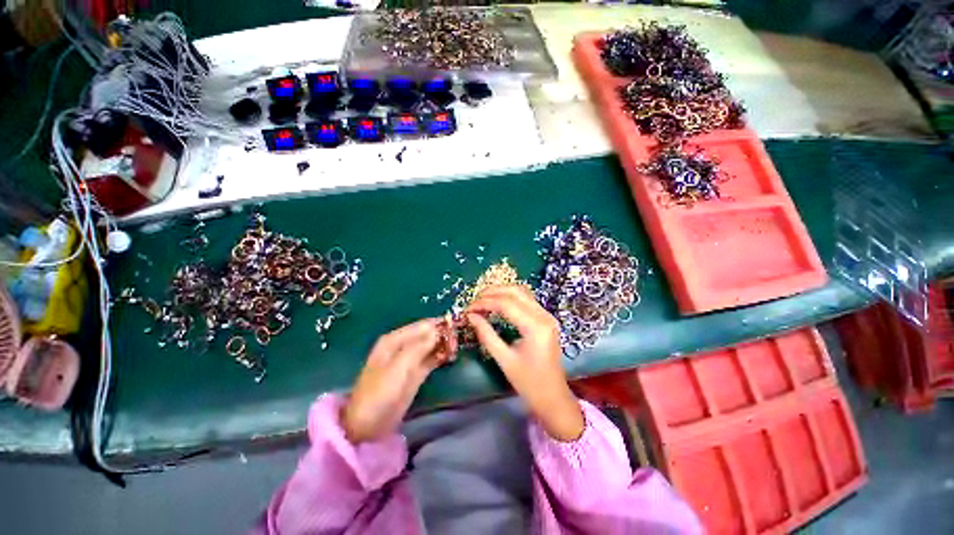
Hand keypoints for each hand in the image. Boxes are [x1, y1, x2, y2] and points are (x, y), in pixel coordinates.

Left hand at [343, 318, 456, 443]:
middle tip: (460, 336)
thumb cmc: (379, 393)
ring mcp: (410, 360)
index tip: (457, 324)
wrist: (368, 425)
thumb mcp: (398, 368)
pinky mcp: (416, 373)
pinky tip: (452, 355)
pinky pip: (432, 359)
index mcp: (394, 340)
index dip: (439, 324)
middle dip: (443, 334)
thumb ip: (418, 348)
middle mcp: (403, 345)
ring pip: (431, 346)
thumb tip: (437, 331)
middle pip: (427, 334)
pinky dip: (441, 356)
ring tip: (459, 345)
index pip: (421, 326)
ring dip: (444, 344)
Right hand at [467, 286, 583, 441]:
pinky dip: (510, 298)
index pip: (506, 304)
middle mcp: (544, 316)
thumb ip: (486, 334)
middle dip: (493, 292)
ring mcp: (547, 316)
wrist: (553, 397)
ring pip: (522, 292)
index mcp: (535, 327)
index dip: (485, 303)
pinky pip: (527, 300)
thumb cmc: (528, 383)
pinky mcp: (546, 319)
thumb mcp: (504, 359)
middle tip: (474, 300)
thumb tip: (471, 316)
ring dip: (502, 292)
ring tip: (483, 299)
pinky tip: (498, 304)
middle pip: (516, 292)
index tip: (468, 308)